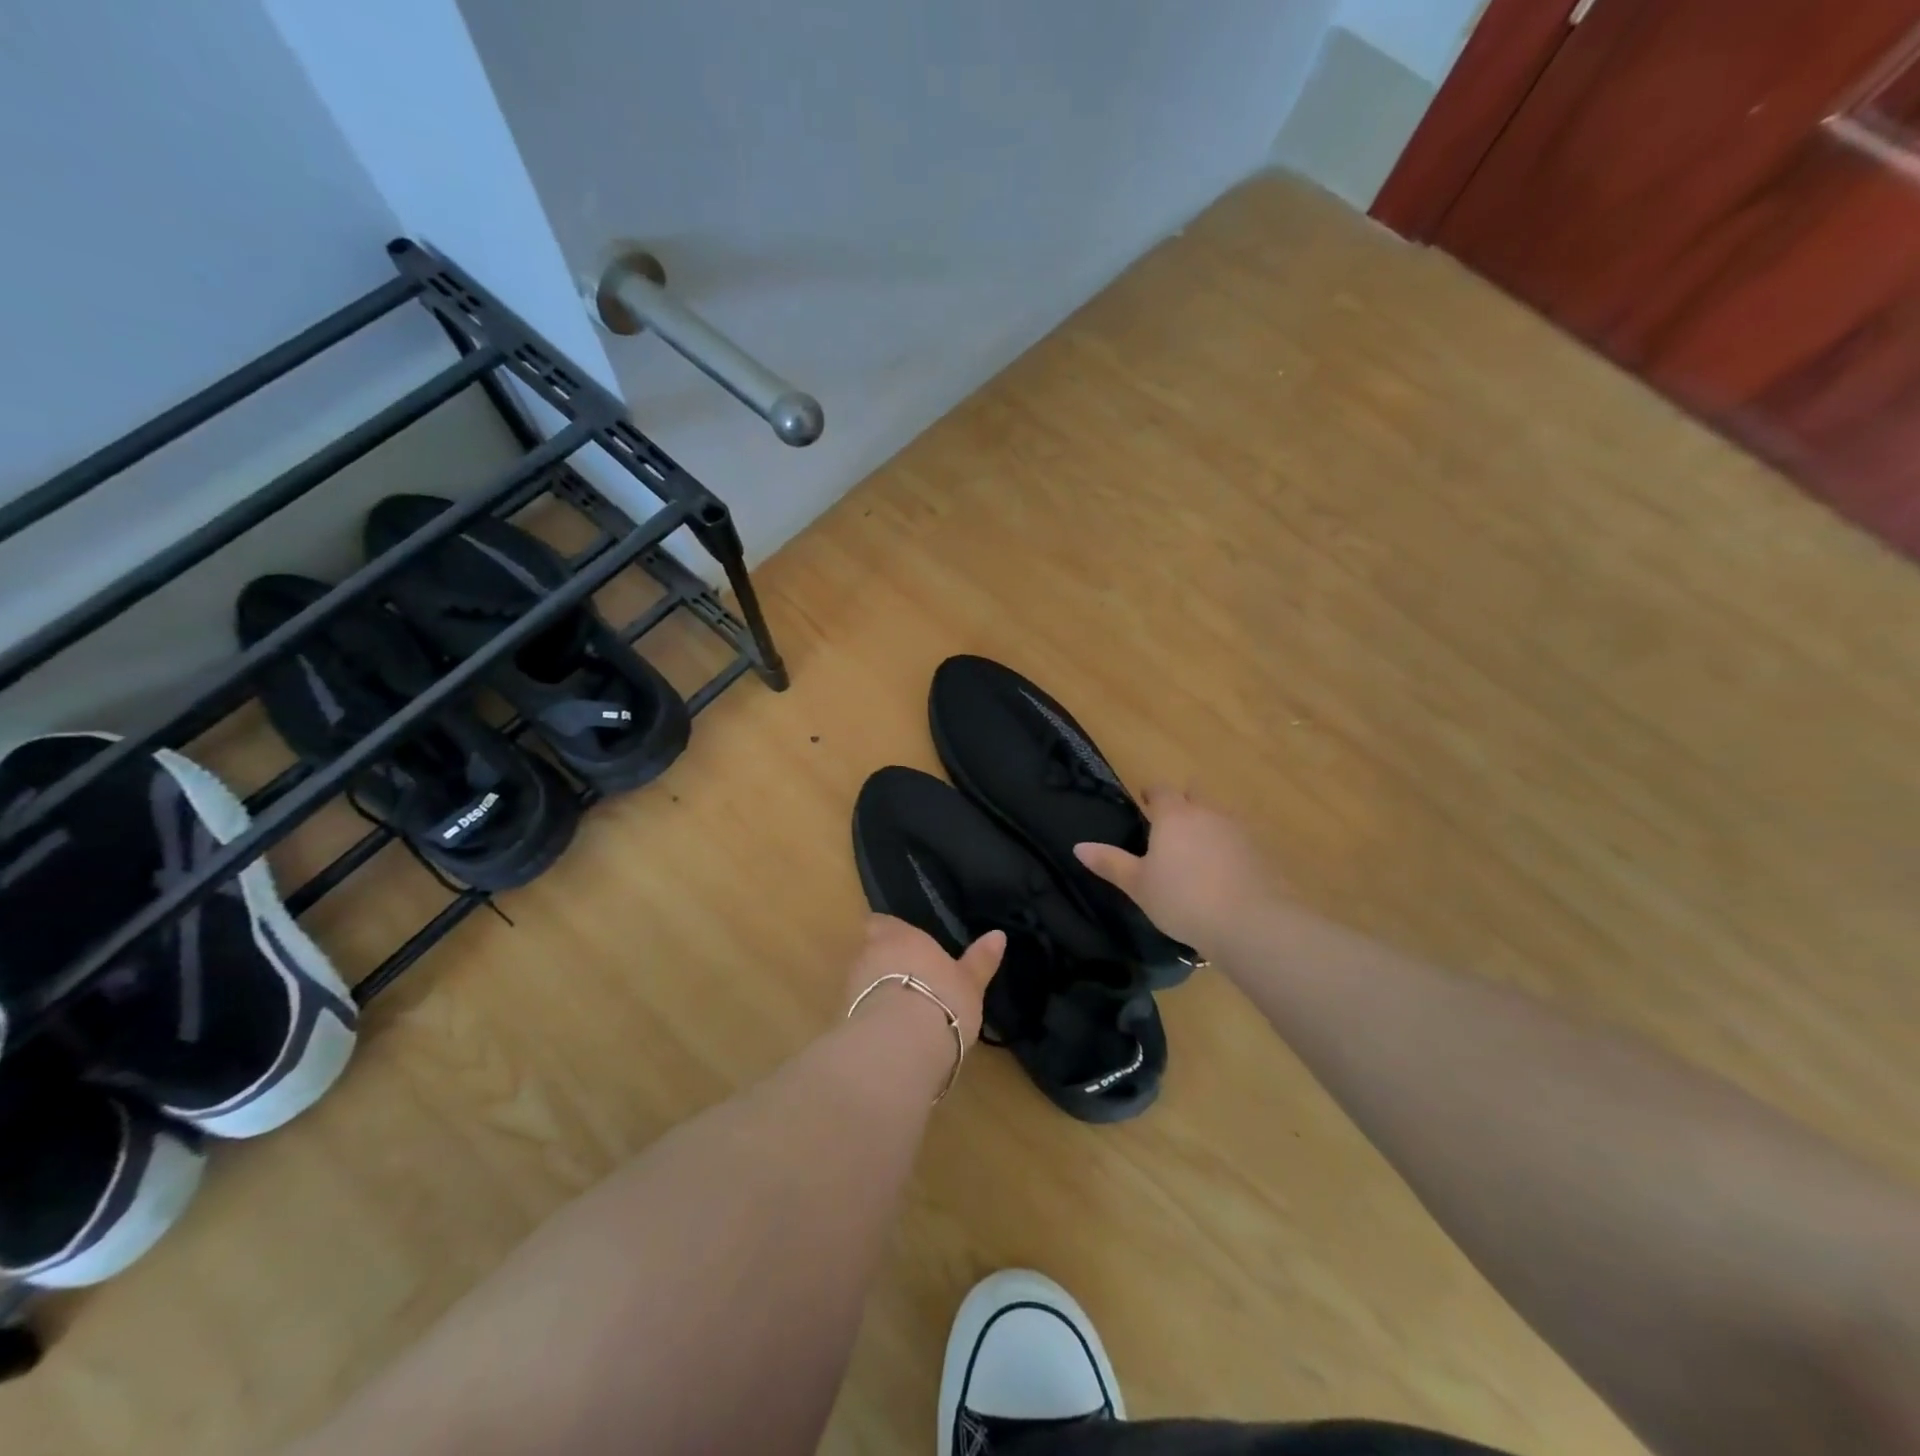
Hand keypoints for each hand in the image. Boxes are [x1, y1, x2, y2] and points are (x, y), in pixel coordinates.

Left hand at [844, 915, 1004, 1046]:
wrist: (899, 1046)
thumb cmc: (942, 999)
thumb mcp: (970, 982)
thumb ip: (980, 959)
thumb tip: (998, 935)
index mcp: (900, 936)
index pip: (882, 923)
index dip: (889, 932)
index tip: (901, 943)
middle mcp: (870, 954)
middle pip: (870, 951)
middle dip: (883, 963)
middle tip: (908, 979)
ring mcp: (852, 987)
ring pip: (862, 982)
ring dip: (875, 992)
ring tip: (900, 1011)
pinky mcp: (844, 1020)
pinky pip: (858, 1012)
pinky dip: (870, 1018)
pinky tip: (889, 1035)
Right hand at [1073, 786, 1276, 949]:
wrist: (1250, 922)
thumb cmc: (1182, 900)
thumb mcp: (1138, 885)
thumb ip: (1110, 863)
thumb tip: (1078, 846)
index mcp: (1174, 816)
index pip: (1161, 790)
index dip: (1151, 794)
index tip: (1145, 804)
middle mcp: (1207, 813)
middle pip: (1194, 795)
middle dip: (1183, 803)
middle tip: (1170, 827)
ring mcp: (1238, 830)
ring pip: (1219, 816)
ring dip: (1208, 825)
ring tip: (1197, 852)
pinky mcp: (1261, 852)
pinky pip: (1239, 839)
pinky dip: (1229, 847)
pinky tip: (1224, 872)